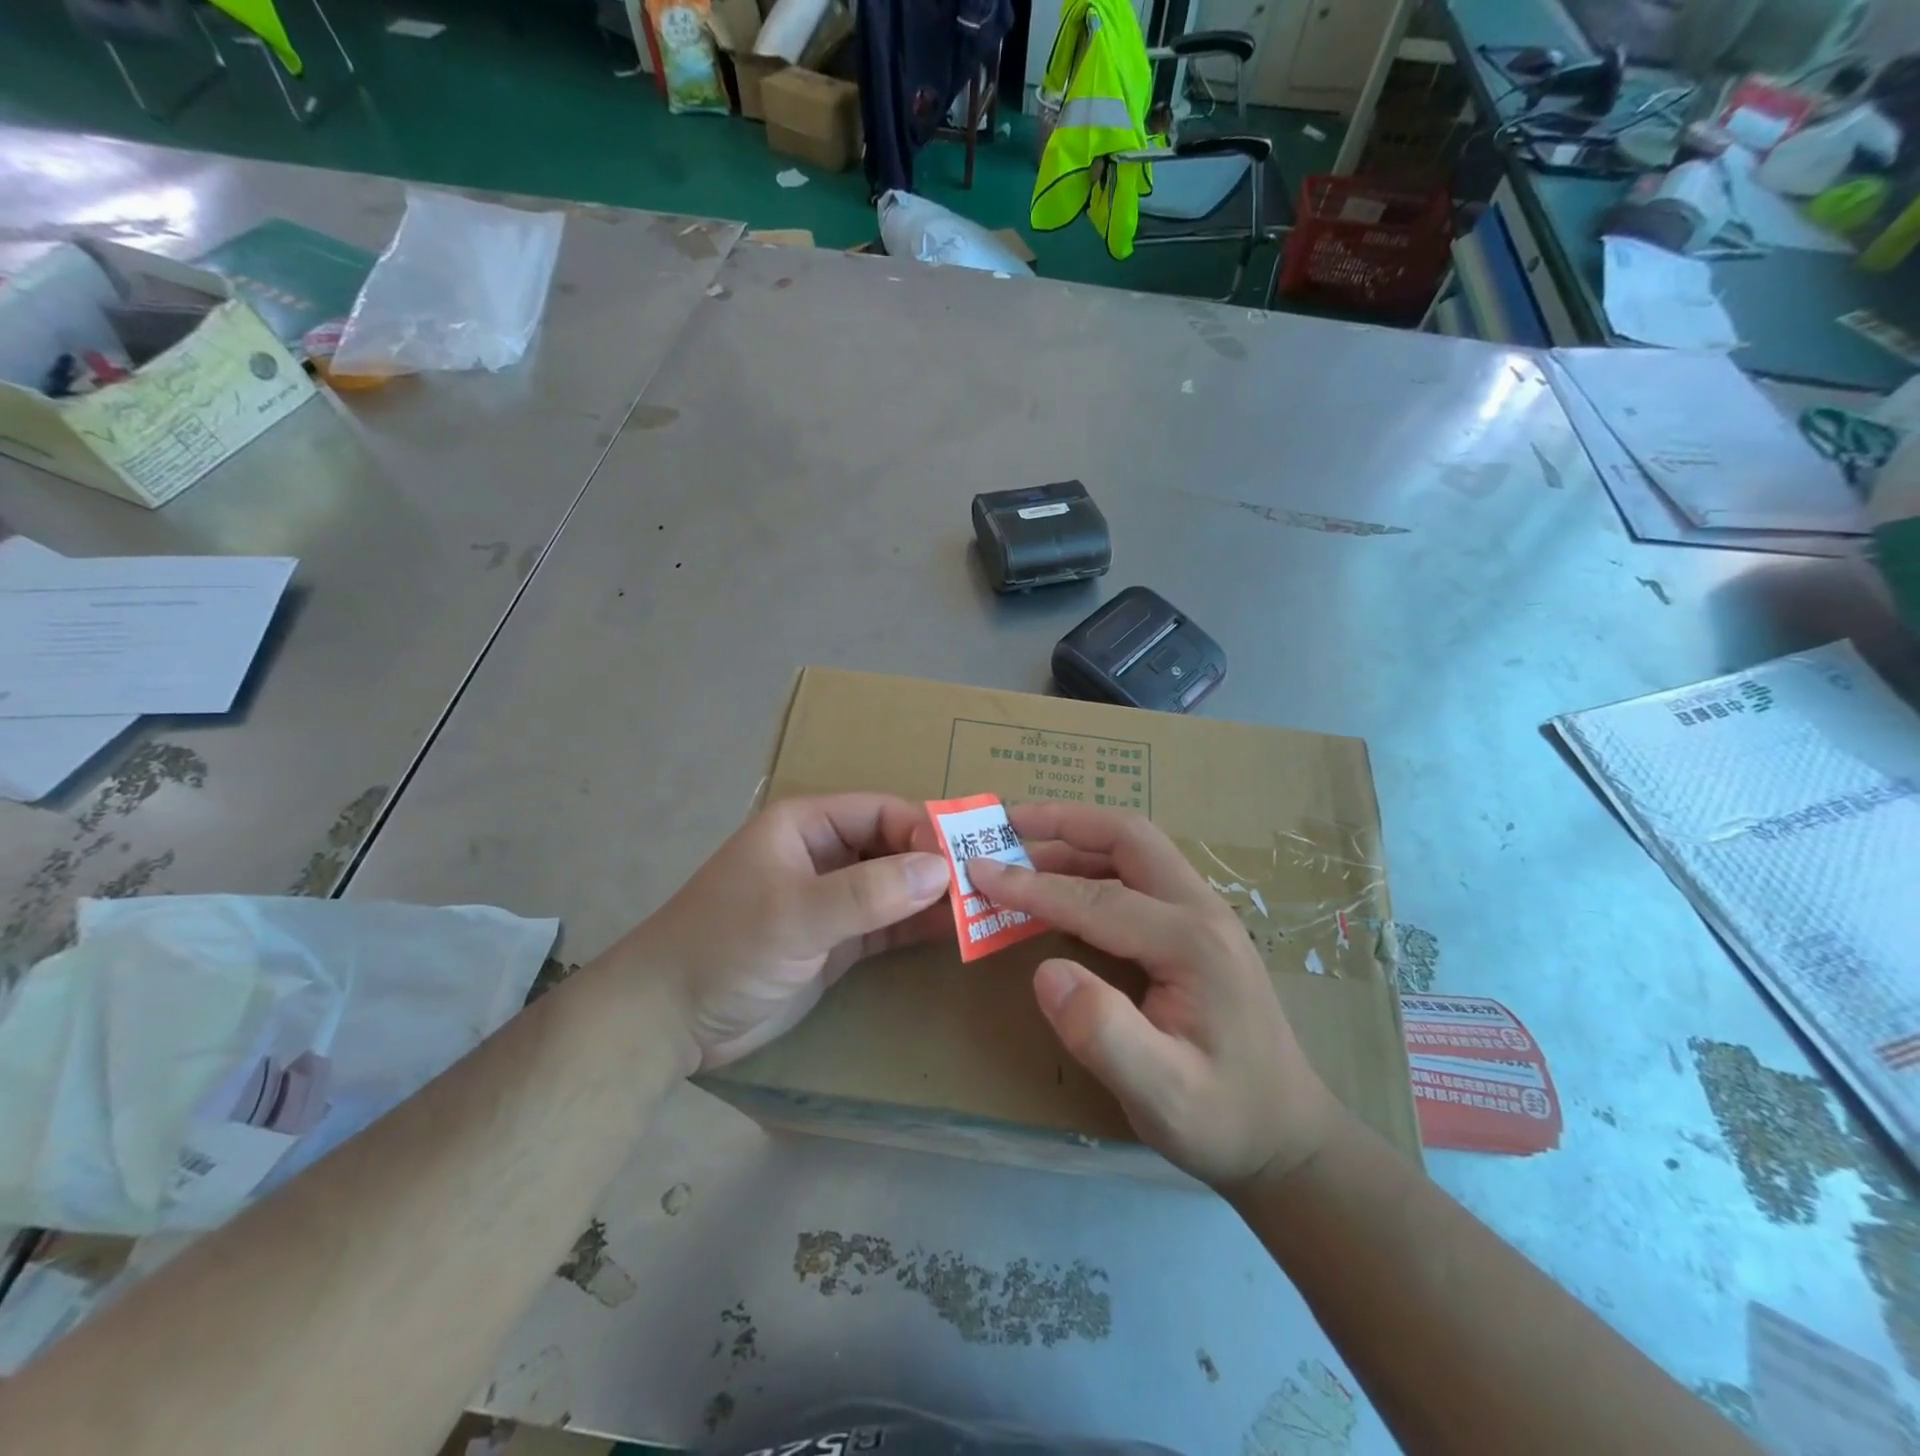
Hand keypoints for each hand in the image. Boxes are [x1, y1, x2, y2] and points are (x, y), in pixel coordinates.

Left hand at [607, 794, 952, 1069]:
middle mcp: (824, 854)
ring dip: (934, 896)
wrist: (669, 1019)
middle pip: (894, 846)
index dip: (925, 828)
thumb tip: (944, 868)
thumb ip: (870, 892)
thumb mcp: (797, 914)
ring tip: (985, 908)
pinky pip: (888, 924)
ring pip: (895, 886)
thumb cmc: (725, 946)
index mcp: (807, 825)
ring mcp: (831, 899)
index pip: (882, 811)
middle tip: (989, 884)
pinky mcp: (836, 941)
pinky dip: (918, 926)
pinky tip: (956, 933)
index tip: (967, 858)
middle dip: (937, 863)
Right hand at [968, 804, 1335, 1189]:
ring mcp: (1204, 914)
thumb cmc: (1223, 1120)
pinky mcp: (1198, 927)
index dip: (1032, 885)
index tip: (976, 870)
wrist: (1288, 1136)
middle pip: (1127, 838)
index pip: (1096, 896)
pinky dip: (1092, 864)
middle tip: (1004, 822)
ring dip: (1076, 840)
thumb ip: (1103, 1034)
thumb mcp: (1163, 1096)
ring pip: (1134, 850)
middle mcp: (1202, 910)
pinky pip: (1139, 874)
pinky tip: (1063, 885)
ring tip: (1020, 848)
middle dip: (1062, 823)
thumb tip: (1044, 973)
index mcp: (1192, 943)